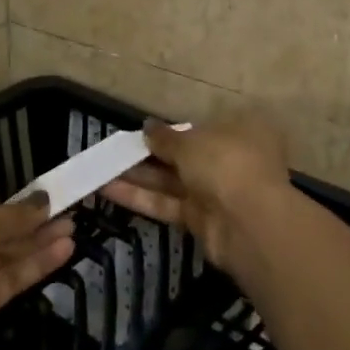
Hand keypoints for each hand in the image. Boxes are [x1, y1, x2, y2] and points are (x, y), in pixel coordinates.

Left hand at [0, 196, 76, 349]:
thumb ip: (15, 215)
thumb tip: (43, 199)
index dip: (3, 206)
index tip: (38, 201)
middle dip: (28, 224)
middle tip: (66, 212)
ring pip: (4, 257)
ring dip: (38, 243)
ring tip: (74, 227)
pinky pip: (10, 280)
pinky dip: (35, 265)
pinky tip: (65, 250)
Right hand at [98, 116, 292, 279]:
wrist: (249, 223)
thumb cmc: (226, 163)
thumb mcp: (191, 142)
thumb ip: (165, 137)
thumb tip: (148, 127)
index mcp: (241, 131)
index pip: (203, 128)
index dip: (173, 130)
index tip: (145, 132)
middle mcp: (231, 160)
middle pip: (185, 156)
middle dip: (150, 154)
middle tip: (114, 150)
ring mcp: (216, 192)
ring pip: (172, 181)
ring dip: (138, 176)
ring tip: (100, 168)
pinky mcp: (200, 220)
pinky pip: (167, 203)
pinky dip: (140, 197)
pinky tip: (107, 189)